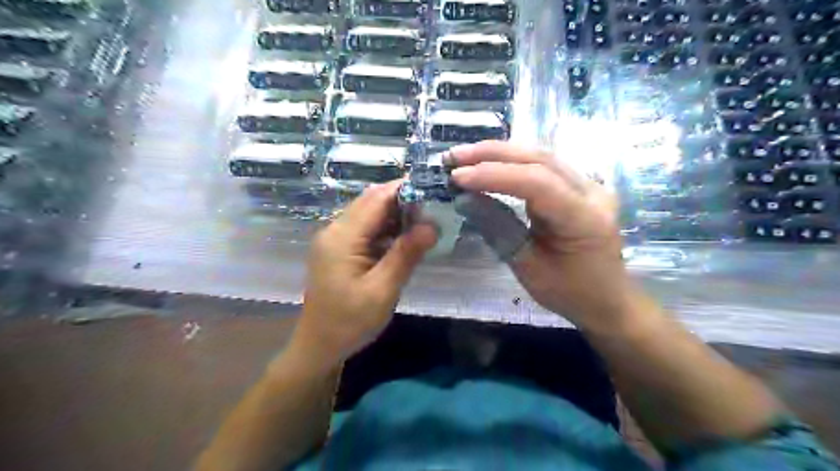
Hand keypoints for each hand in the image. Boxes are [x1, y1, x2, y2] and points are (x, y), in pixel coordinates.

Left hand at [294, 180, 438, 370]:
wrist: (319, 346)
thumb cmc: (349, 322)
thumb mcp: (382, 291)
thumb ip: (406, 255)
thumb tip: (432, 225)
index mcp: (342, 237)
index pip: (376, 199)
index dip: (405, 189)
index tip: (434, 189)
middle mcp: (334, 230)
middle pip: (371, 201)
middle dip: (403, 200)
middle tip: (434, 207)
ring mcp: (335, 239)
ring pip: (369, 213)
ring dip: (396, 214)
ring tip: (425, 222)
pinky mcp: (338, 249)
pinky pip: (365, 229)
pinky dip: (386, 228)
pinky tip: (404, 238)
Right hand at [453, 142, 637, 333]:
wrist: (607, 299)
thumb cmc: (570, 292)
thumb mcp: (528, 268)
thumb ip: (499, 229)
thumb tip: (464, 199)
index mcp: (584, 219)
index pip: (537, 183)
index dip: (494, 175)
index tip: (457, 177)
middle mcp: (592, 192)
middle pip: (540, 159)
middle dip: (492, 154)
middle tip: (454, 156)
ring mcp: (588, 185)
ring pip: (541, 156)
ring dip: (500, 153)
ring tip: (464, 156)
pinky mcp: (578, 187)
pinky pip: (543, 166)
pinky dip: (512, 162)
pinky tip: (489, 162)